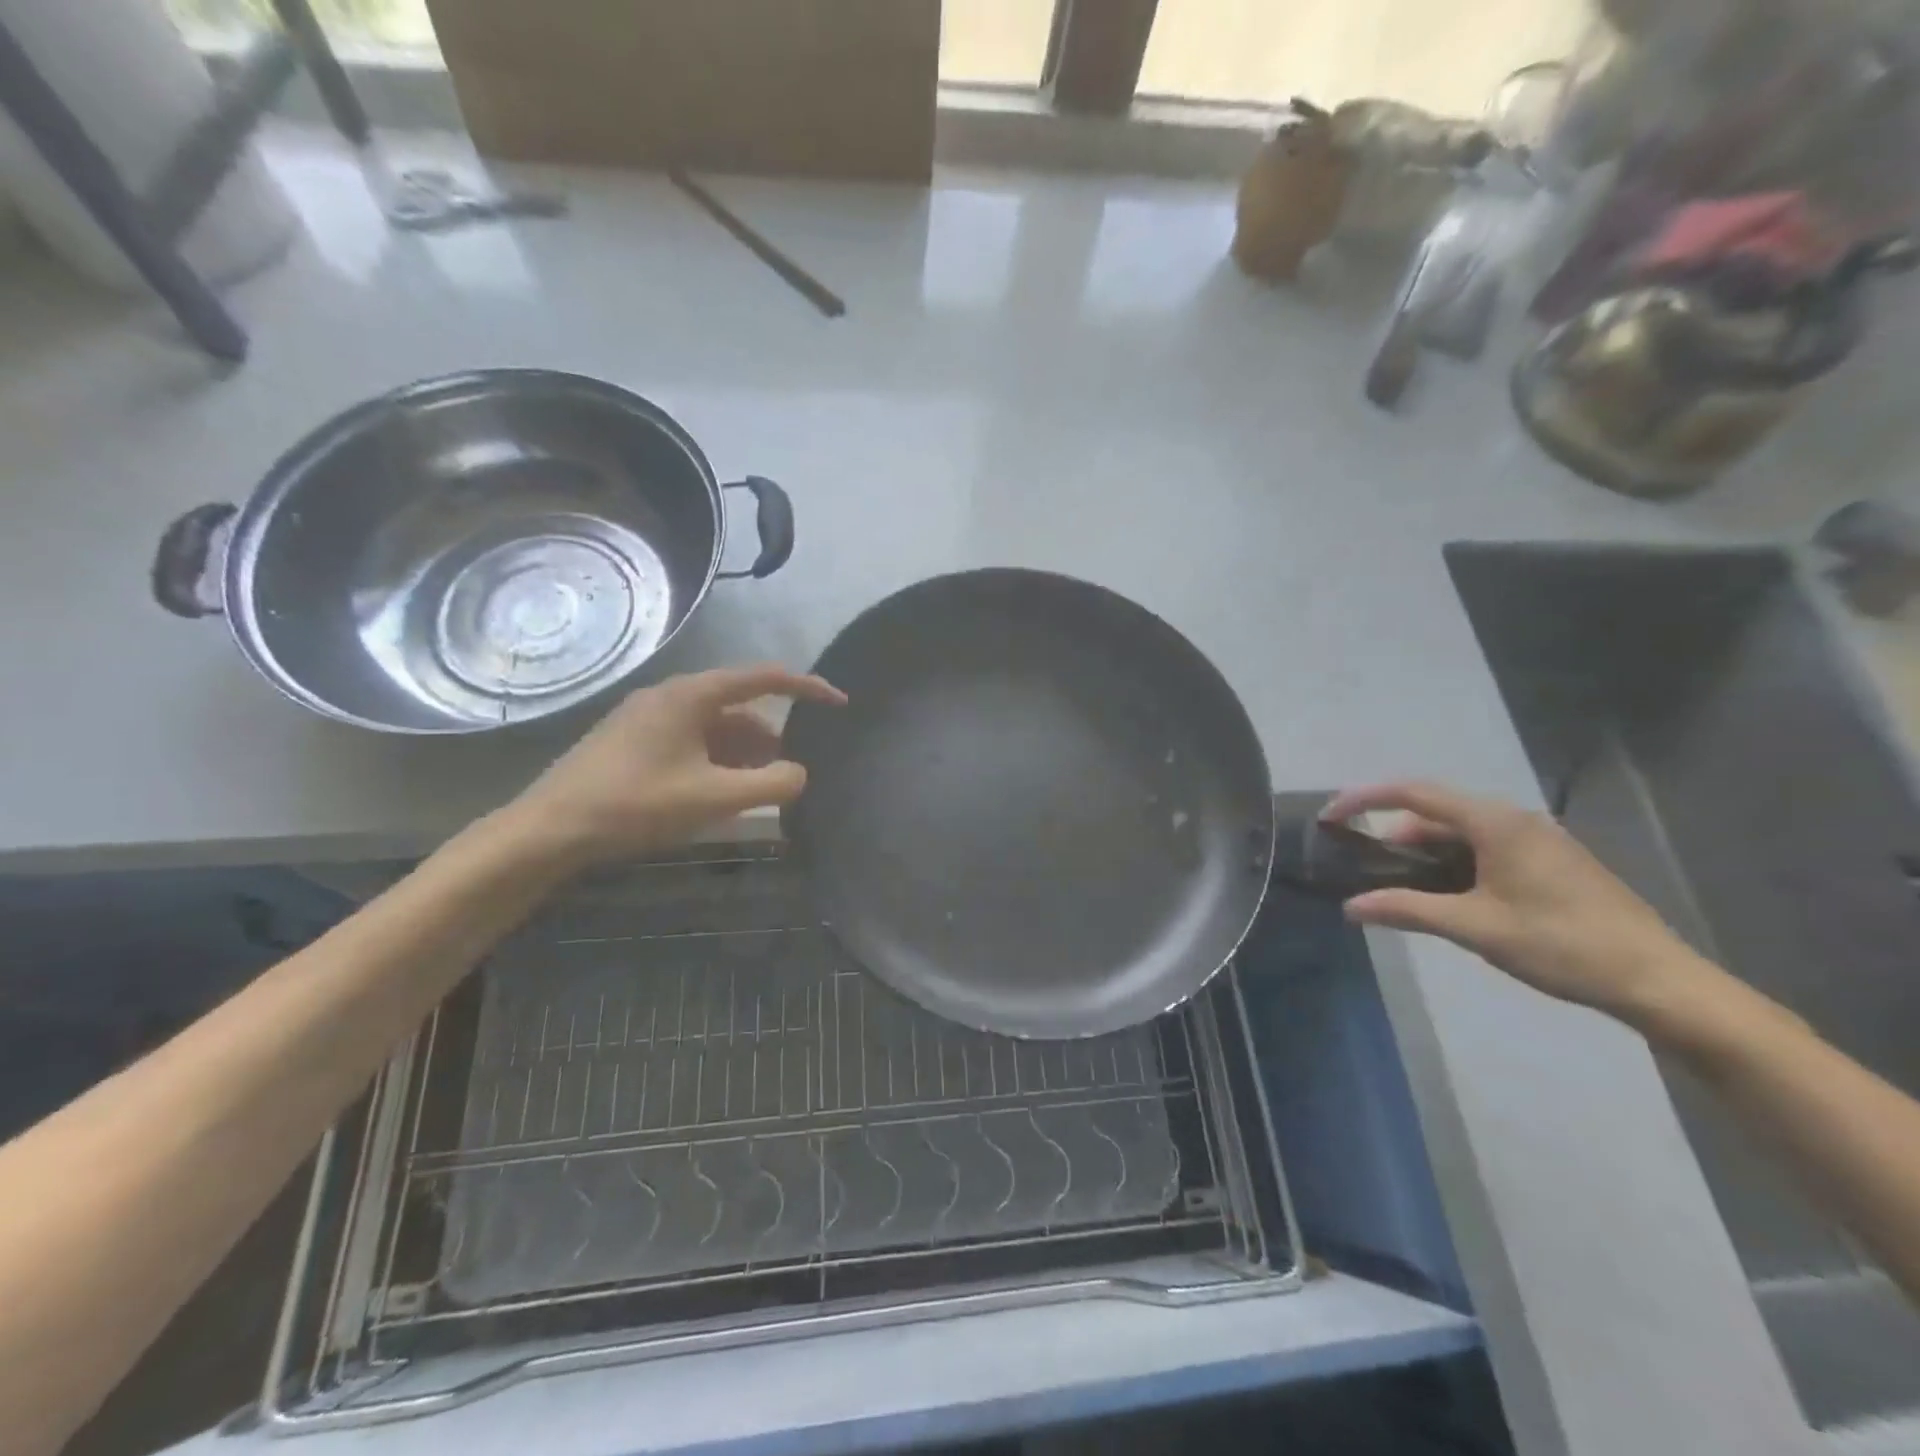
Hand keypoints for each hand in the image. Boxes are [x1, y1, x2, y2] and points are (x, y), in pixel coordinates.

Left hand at [501, 665, 845, 864]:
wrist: (549, 830)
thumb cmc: (635, 805)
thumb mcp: (713, 798)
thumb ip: (771, 785)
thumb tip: (800, 774)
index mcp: (691, 695)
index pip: (764, 677)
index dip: (808, 688)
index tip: (839, 704)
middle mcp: (671, 696)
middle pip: (740, 705)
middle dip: (772, 736)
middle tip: (791, 772)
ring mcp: (649, 718)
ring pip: (715, 727)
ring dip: (744, 753)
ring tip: (760, 790)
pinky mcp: (635, 741)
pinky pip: (692, 741)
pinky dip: (718, 761)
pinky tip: (721, 793)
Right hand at [1321, 782, 1717, 1022]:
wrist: (1659, 981)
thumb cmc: (1562, 944)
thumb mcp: (1475, 927)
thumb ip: (1407, 909)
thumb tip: (1350, 907)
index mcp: (1495, 823)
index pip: (1413, 793)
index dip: (1365, 799)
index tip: (1330, 817)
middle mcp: (1514, 820)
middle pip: (1435, 811)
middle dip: (1392, 833)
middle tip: (1362, 865)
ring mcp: (1537, 840)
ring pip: (1461, 832)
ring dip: (1423, 852)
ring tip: (1399, 888)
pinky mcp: (1550, 862)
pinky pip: (1485, 847)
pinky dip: (1453, 863)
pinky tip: (1447, 896)